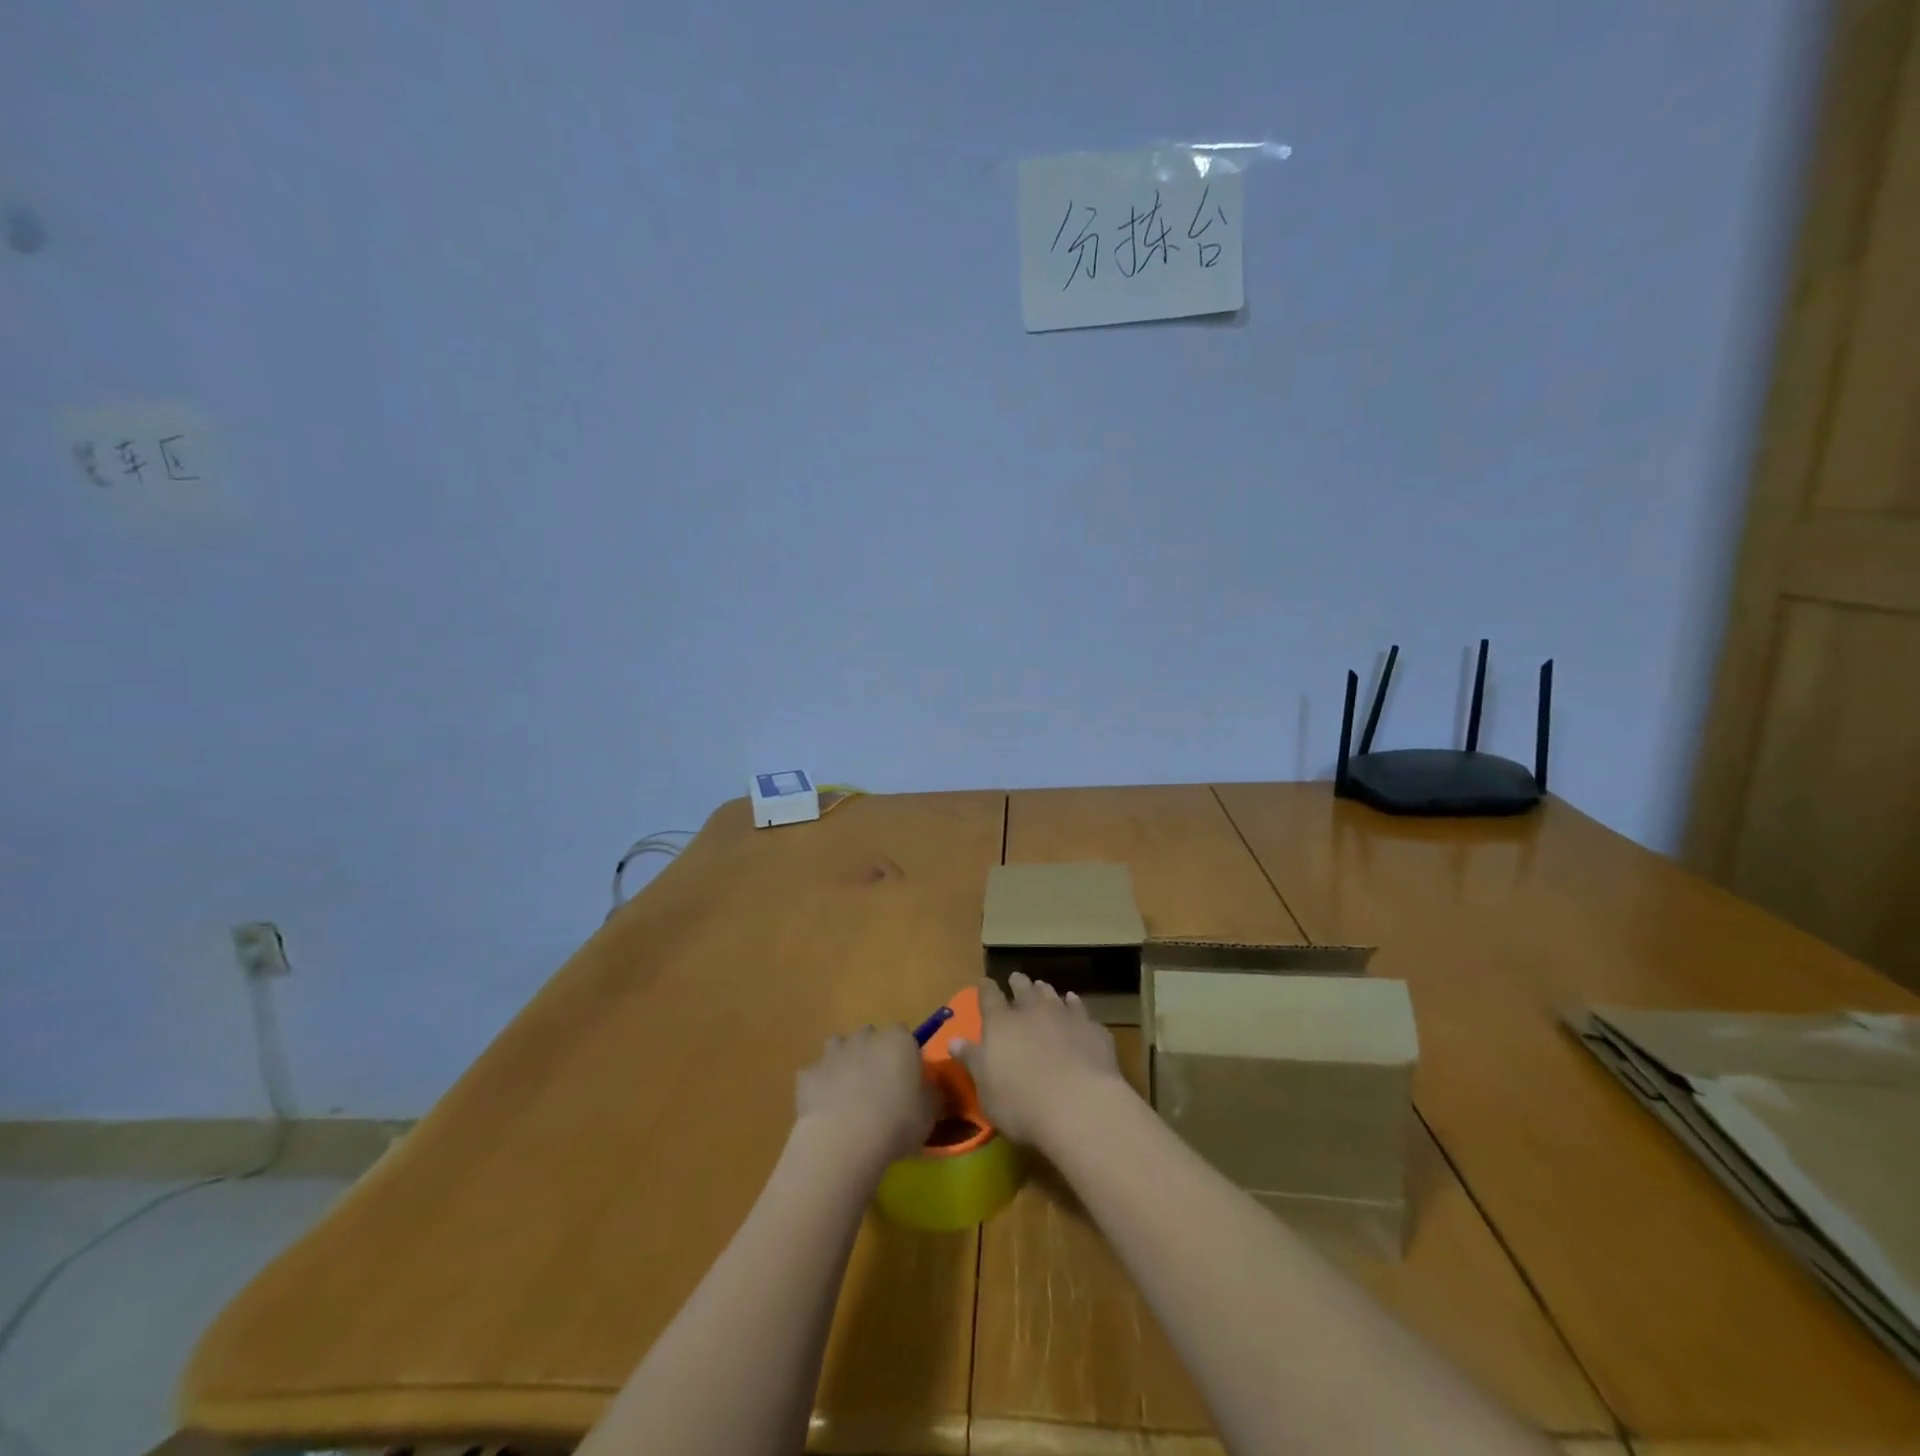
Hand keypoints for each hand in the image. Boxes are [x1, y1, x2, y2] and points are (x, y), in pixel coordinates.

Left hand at [795, 1025, 934, 1167]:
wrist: (843, 1140)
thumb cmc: (895, 1122)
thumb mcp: (929, 1114)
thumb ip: (932, 1095)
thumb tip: (931, 1089)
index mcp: (898, 1040)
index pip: (906, 1037)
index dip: (907, 1057)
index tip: (908, 1082)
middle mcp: (865, 1036)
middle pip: (872, 1038)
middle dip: (874, 1056)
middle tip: (880, 1090)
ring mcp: (833, 1052)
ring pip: (841, 1049)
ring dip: (846, 1065)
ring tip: (850, 1097)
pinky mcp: (808, 1073)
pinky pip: (817, 1075)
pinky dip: (822, 1087)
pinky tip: (827, 1111)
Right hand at [949, 974, 1128, 1149]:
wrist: (1079, 1105)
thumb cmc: (1020, 1102)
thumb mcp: (986, 1088)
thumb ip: (972, 1060)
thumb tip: (953, 1040)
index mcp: (1001, 1023)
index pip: (989, 997)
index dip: (986, 988)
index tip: (985, 982)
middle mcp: (1033, 1011)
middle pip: (1024, 989)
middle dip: (1018, 983)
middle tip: (1016, 978)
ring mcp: (1065, 1017)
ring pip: (1053, 995)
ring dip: (1046, 991)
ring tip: (1043, 987)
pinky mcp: (1092, 1029)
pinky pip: (1081, 1011)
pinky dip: (1075, 1006)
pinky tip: (1075, 1005)